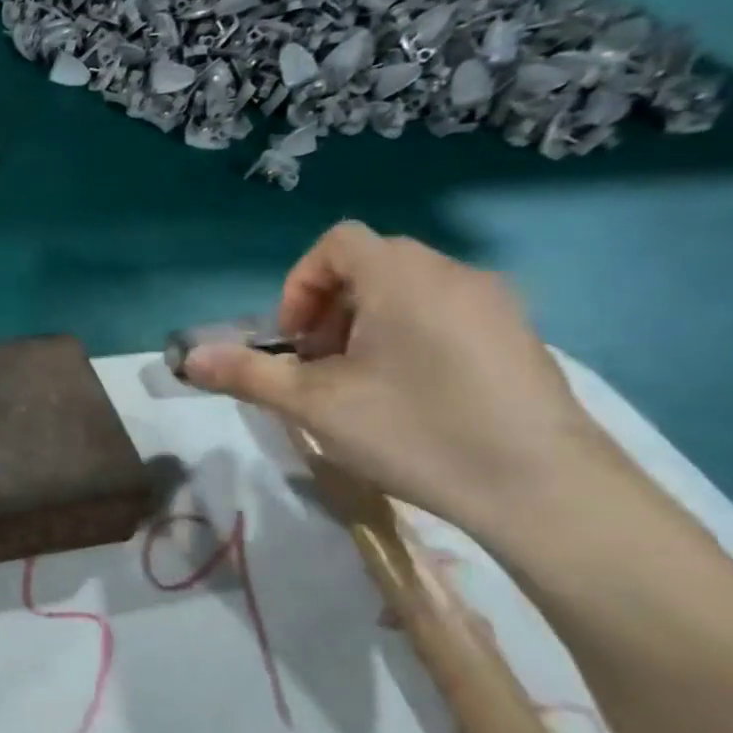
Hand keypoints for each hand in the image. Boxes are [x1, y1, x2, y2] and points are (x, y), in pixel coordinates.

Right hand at [181, 221, 616, 541]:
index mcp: (403, 277)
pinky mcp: (520, 338)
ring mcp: (496, 305)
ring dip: (365, 325)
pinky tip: (410, 397)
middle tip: (317, 365)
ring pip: (408, 291)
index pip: (337, 243)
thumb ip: (247, 374)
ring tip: (358, 384)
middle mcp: (454, 275)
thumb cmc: (416, 431)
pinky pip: (445, 314)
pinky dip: (408, 337)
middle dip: (327, 309)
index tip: (293, 340)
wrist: (544, 489)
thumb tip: (189, 359)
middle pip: (371, 266)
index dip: (299, 284)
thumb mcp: (314, 405)